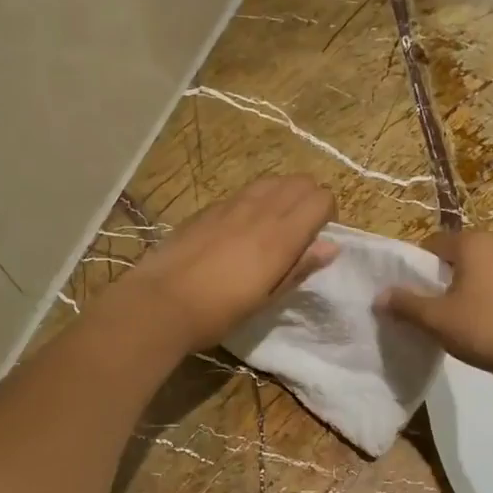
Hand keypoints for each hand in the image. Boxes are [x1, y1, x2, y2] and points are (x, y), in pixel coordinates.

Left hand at [118, 177, 337, 353]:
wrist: (161, 303)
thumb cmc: (219, 311)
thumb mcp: (267, 297)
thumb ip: (300, 267)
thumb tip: (331, 246)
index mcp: (282, 235)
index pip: (321, 198)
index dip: (327, 214)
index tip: (317, 237)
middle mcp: (261, 210)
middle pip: (300, 181)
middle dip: (309, 198)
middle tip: (300, 229)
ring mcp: (232, 204)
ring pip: (272, 181)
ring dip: (282, 195)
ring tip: (272, 225)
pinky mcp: (208, 208)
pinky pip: (243, 193)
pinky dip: (254, 201)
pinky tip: (239, 229)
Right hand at [379, 231, 492, 381]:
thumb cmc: (484, 328)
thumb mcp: (436, 318)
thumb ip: (405, 304)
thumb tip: (379, 296)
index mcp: (472, 242)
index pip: (431, 244)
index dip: (415, 268)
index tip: (409, 294)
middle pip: (454, 255)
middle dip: (438, 277)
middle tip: (427, 307)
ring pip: (475, 268)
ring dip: (460, 286)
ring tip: (451, 315)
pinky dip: (481, 293)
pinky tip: (478, 319)